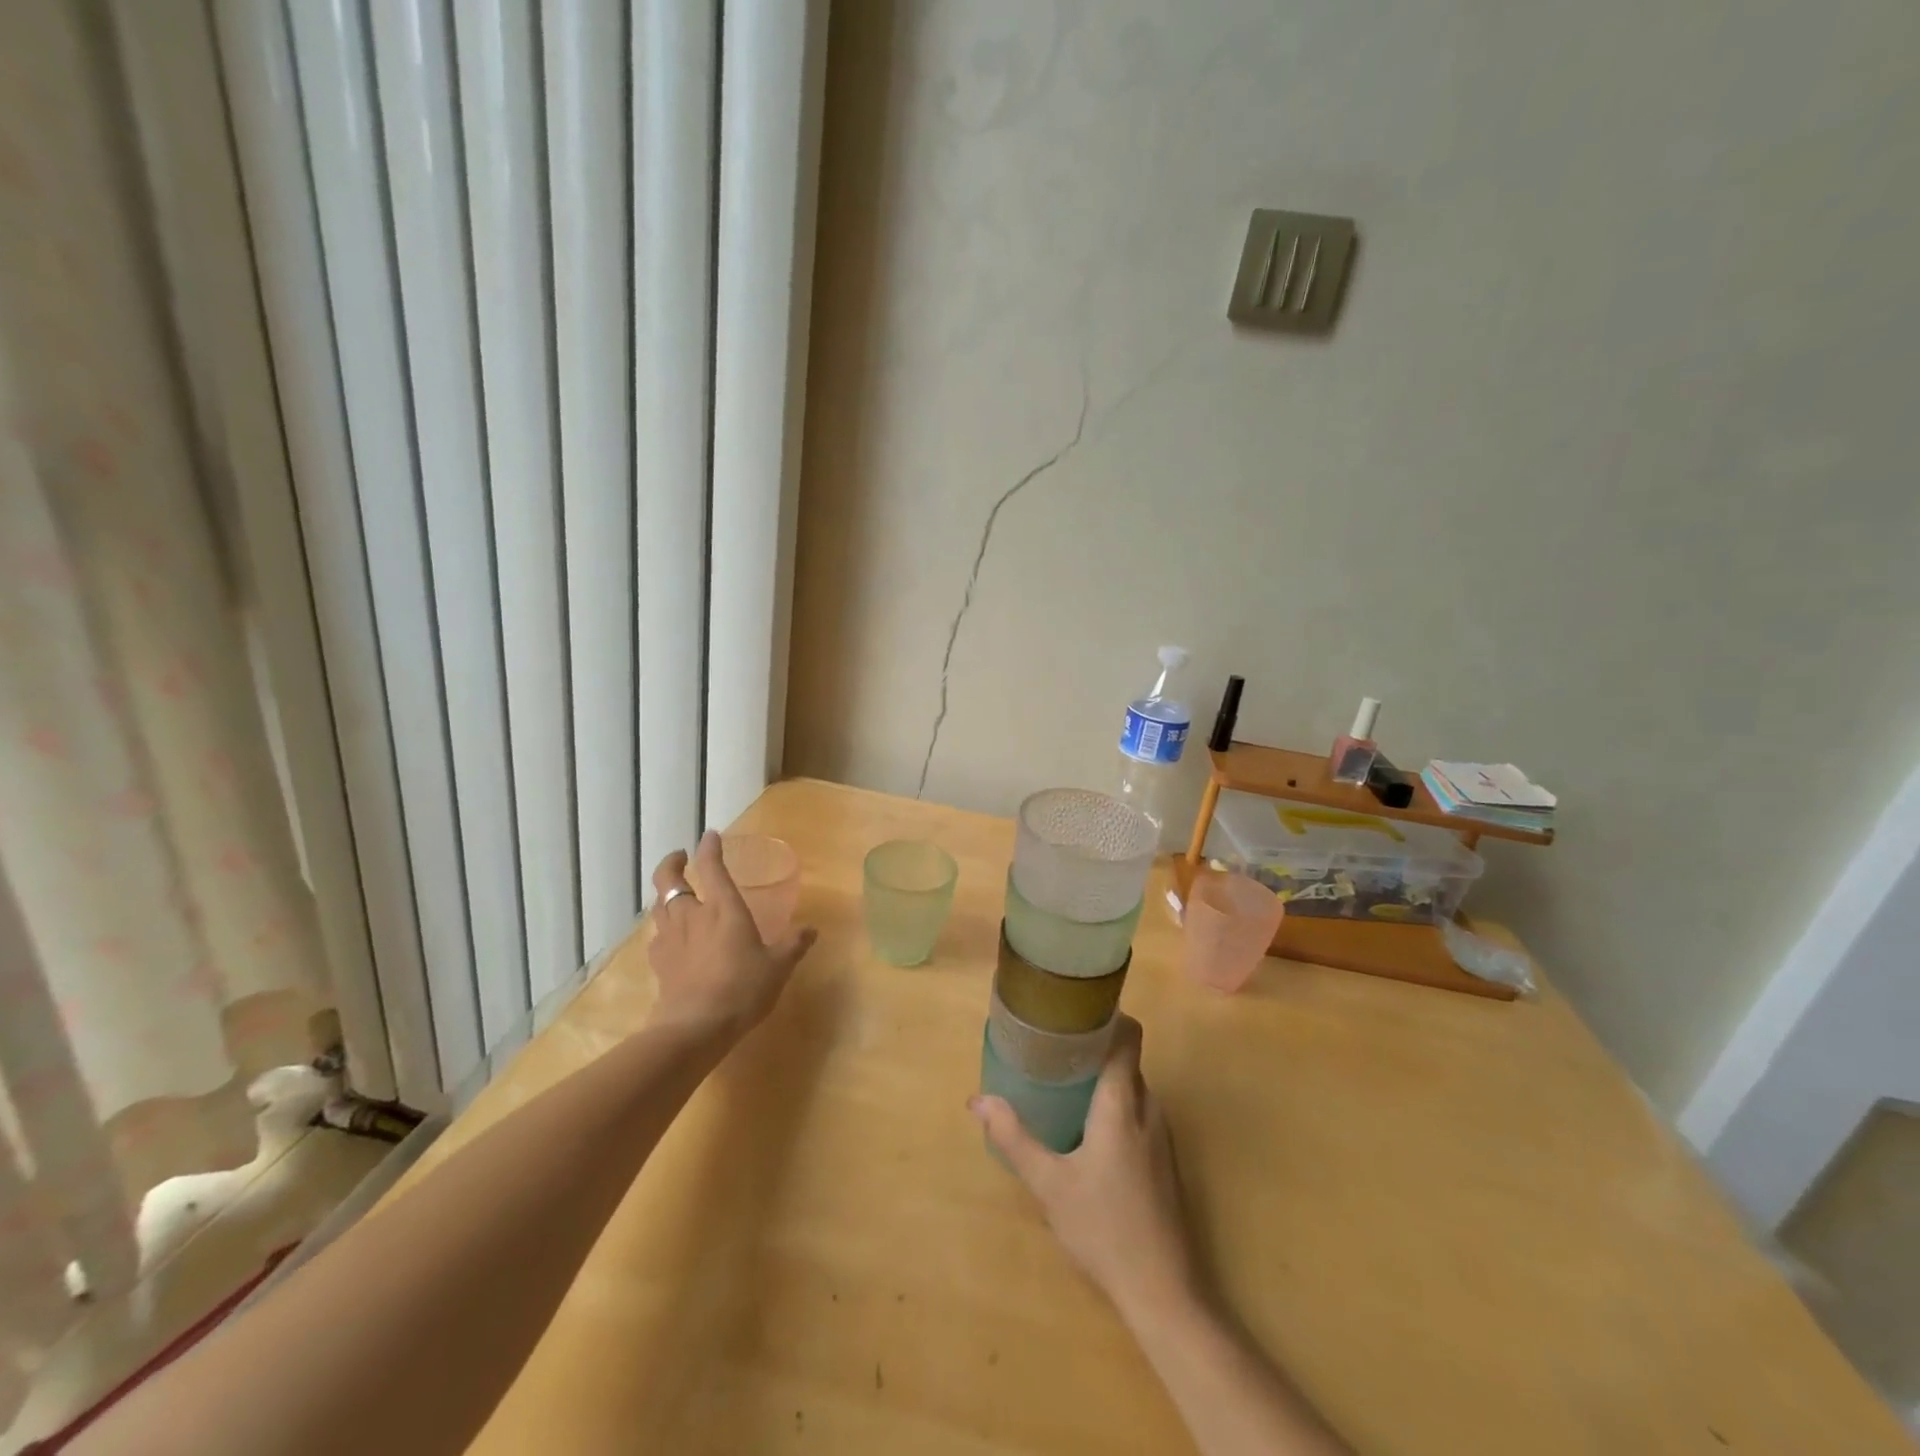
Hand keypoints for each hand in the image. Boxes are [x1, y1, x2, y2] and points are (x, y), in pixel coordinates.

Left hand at [648, 831, 816, 1038]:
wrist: (694, 1028)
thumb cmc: (741, 989)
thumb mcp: (778, 967)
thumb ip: (794, 945)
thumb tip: (811, 929)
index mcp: (723, 908)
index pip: (711, 867)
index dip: (709, 848)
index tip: (710, 836)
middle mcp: (692, 916)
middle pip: (669, 880)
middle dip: (672, 864)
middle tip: (679, 857)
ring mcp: (670, 939)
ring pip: (659, 905)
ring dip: (665, 894)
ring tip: (677, 895)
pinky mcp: (658, 964)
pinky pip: (657, 936)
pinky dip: (664, 929)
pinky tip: (672, 939)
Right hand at [970, 1016, 1200, 1326]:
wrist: (1164, 1290)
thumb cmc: (1103, 1228)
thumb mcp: (1049, 1183)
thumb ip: (1014, 1137)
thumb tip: (978, 1100)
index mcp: (1122, 1103)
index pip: (1128, 1037)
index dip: (1109, 1016)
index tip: (1077, 1012)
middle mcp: (1148, 1109)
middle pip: (1127, 1060)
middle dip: (1095, 1048)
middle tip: (1055, 1048)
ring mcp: (1162, 1137)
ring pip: (1133, 1088)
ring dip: (1105, 1079)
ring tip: (1066, 1082)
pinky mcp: (1164, 1161)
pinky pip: (1139, 1112)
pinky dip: (1116, 1105)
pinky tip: (1088, 1129)